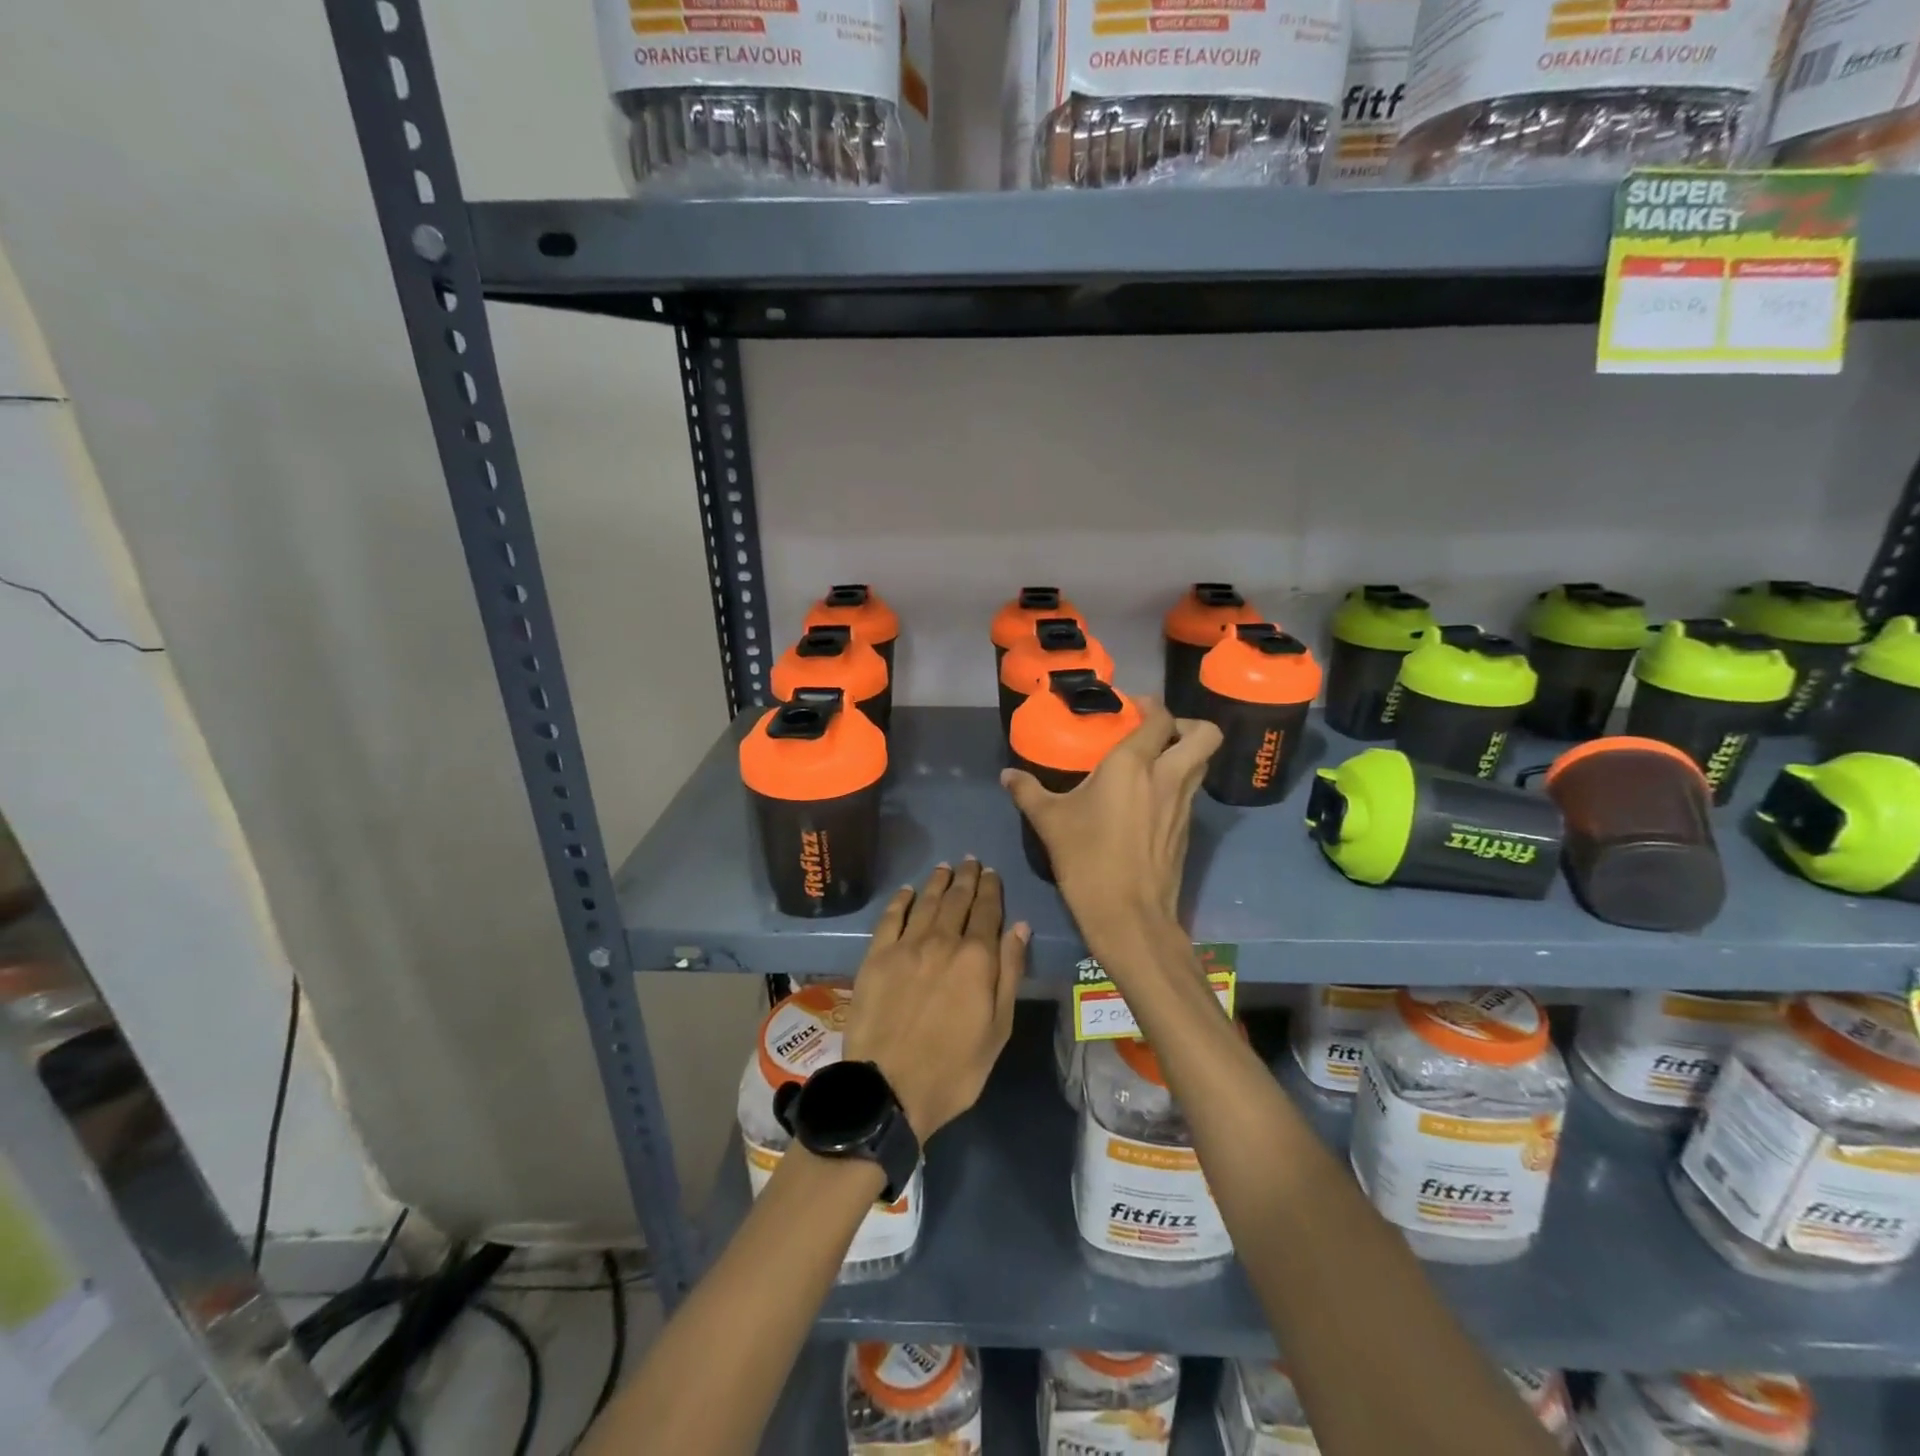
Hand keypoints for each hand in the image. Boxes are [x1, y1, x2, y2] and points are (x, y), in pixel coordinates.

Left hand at [842, 860, 1027, 1140]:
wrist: (889, 1088)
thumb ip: (1009, 973)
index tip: (992, 873)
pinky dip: (901, 900)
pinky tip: (907, 891)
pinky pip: (891, 918)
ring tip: (946, 867)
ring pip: (926, 902)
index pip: (987, 911)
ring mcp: (906, 946)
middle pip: (957, 900)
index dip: (991, 889)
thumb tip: (1020, 927)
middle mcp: (942, 941)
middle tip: (971, 861)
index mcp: (976, 958)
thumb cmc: (954, 1068)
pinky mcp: (876, 957)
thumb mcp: (998, 1028)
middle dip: (967, 878)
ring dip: (938, 882)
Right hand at [1000, 698, 1219, 928]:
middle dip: (1186, 725)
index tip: (1129, 708)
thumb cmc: (1087, 860)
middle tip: (1156, 734)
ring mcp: (1184, 805)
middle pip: (1205, 734)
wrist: (1129, 916)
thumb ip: (1028, 792)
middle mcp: (1168, 777)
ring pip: (1202, 764)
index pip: (1160, 718)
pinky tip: (1147, 800)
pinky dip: (1178, 784)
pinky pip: (1192, 792)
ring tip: (1152, 763)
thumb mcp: (1050, 822)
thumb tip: (1007, 775)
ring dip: (1185, 754)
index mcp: (1134, 765)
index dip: (1150, 706)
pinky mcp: (1187, 830)